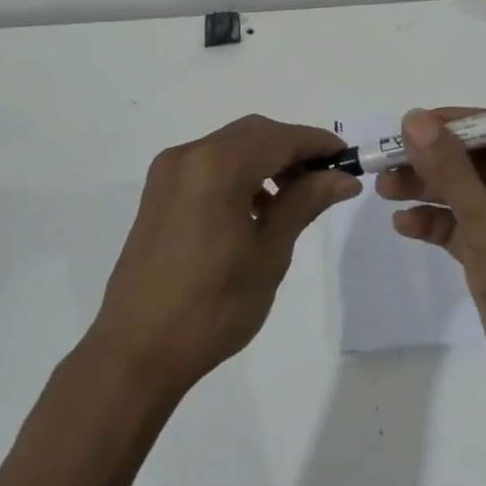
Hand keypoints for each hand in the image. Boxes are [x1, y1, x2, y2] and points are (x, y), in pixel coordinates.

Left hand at [87, 115, 359, 399]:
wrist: (136, 352)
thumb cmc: (212, 308)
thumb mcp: (269, 254)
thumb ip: (304, 204)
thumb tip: (342, 177)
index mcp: (216, 167)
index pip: (280, 138)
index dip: (318, 144)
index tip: (349, 160)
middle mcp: (189, 155)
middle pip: (254, 134)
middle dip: (293, 149)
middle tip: (325, 180)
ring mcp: (168, 172)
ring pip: (231, 146)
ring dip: (266, 160)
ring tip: (294, 200)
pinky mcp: (159, 192)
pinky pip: (209, 164)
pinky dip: (239, 173)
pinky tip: (256, 209)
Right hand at [378, 108, 485, 419]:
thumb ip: (450, 170)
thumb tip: (416, 119)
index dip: (455, 125)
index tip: (410, 125)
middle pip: (480, 162)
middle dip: (434, 162)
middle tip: (387, 160)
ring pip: (468, 194)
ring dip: (429, 190)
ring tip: (384, 188)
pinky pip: (466, 228)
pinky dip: (437, 224)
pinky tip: (404, 225)